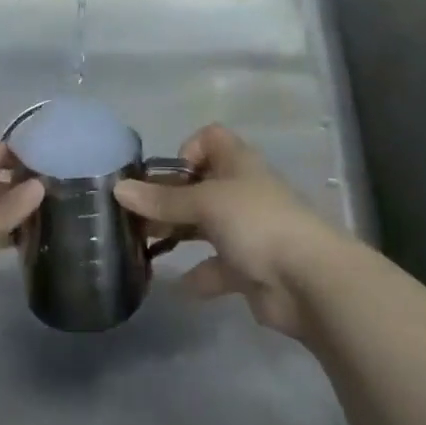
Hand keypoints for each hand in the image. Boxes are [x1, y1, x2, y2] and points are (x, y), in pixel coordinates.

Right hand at [113, 124, 352, 339]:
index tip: (169, 175)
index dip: (187, 150)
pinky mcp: (249, 268)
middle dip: (169, 199)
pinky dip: (196, 276)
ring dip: (177, 234)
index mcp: (237, 163)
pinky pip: (215, 268)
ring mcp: (247, 230)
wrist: (308, 281)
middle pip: (199, 185)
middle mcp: (241, 191)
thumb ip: (162, 199)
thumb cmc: (256, 223)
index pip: (210, 139)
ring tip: (143, 248)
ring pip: (204, 226)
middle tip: (136, 217)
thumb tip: (118, 189)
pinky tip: (174, 285)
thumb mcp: (204, 203)